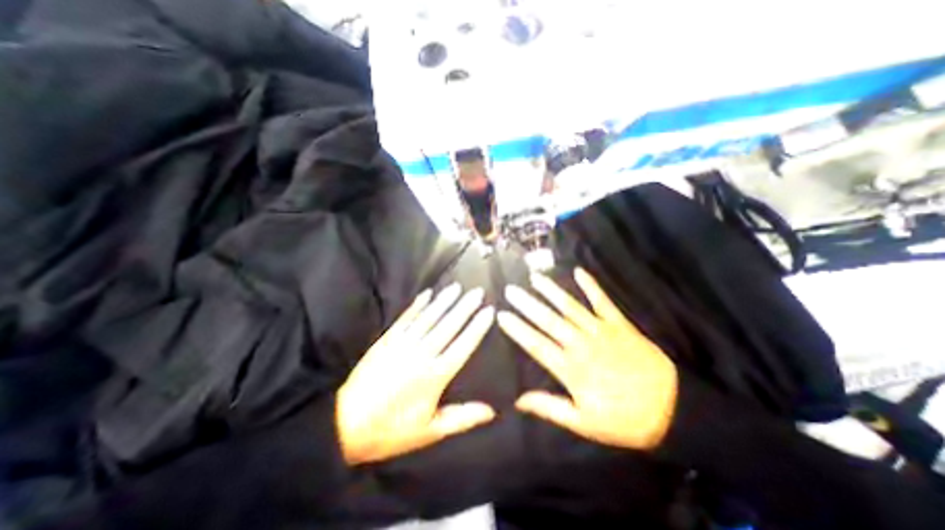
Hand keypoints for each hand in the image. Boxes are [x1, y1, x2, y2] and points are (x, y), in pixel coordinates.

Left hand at [336, 287, 494, 462]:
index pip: (462, 346)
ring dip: (444, 301)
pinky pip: (406, 318)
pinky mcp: (387, 339)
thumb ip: (461, 418)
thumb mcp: (430, 431)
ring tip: (457, 287)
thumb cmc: (392, 430)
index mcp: (434, 376)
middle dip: (465, 307)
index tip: (488, 311)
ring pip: (428, 318)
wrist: (345, 423)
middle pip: (448, 326)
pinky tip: (427, 294)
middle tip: (477, 292)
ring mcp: (402, 344)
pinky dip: (417, 305)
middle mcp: (421, 354)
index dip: (476, 328)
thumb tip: (491, 411)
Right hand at [498, 268, 675, 451]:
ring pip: (570, 306)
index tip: (502, 315)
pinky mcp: (619, 324)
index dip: (518, 329)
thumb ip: (550, 407)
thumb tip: (518, 400)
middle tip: (510, 290)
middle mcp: (581, 344)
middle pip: (548, 320)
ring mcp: (601, 330)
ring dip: (551, 291)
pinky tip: (578, 271)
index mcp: (571, 368)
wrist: (673, 409)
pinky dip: (591, 285)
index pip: (536, 344)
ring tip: (534, 277)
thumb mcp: (584, 423)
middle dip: (527, 304)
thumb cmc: (624, 419)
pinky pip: (602, 301)